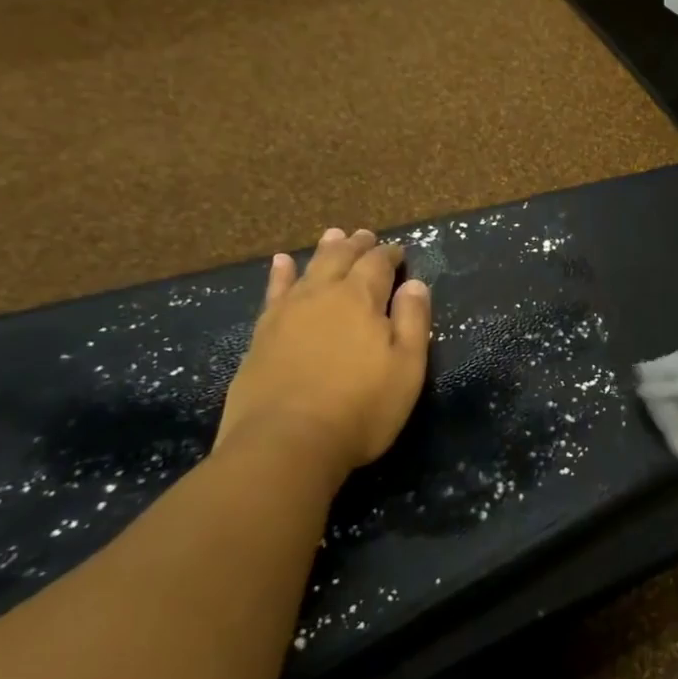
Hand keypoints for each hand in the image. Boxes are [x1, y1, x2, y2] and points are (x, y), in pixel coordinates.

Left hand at [216, 228, 432, 482]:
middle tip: (366, 235)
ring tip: (333, 235)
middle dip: (357, 246)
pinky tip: (282, 263)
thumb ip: (413, 321)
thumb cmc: (360, 408)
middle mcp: (323, 295)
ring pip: (309, 269)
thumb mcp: (406, 368)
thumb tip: (415, 284)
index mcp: (361, 299)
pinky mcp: (262, 335)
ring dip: (324, 250)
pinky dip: (281, 274)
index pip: (379, 265)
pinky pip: (274, 292)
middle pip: (341, 259)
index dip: (390, 255)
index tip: (399, 251)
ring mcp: (287, 313)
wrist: (284, 443)